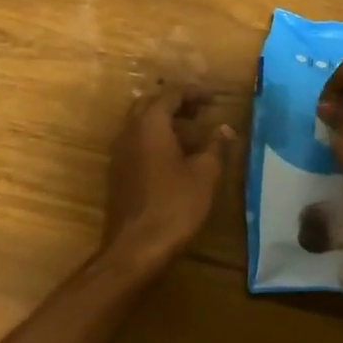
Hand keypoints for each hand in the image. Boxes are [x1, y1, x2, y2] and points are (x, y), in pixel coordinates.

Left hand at [101, 86, 234, 271]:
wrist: (135, 248)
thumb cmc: (175, 206)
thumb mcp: (205, 174)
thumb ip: (215, 146)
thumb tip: (224, 128)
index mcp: (150, 124)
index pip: (171, 94)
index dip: (194, 93)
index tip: (214, 99)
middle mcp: (129, 132)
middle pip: (150, 105)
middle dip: (176, 104)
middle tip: (201, 112)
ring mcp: (119, 153)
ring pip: (141, 124)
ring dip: (165, 122)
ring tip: (192, 134)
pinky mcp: (118, 173)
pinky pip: (136, 143)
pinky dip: (155, 140)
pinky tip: (175, 158)